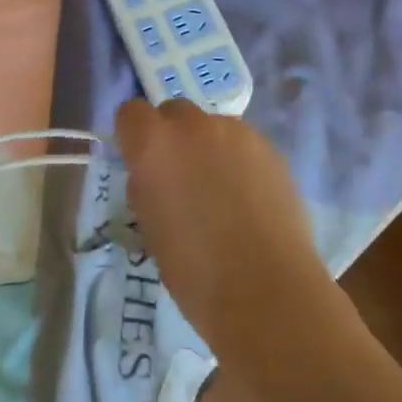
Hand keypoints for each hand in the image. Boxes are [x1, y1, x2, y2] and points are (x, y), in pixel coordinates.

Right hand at [114, 98, 332, 357]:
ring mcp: (237, 133)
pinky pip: (243, 144)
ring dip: (208, 148)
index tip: (141, 162)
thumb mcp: (151, 226)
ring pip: (212, 127)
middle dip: (172, 136)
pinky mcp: (270, 148)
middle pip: (174, 112)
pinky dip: (239, 161)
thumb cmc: (194, 270)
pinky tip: (250, 199)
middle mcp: (194, 126)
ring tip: (222, 192)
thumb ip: (148, 186)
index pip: (131, 113)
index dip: (134, 136)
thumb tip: (156, 176)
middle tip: (181, 177)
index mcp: (154, 144)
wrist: (267, 290)